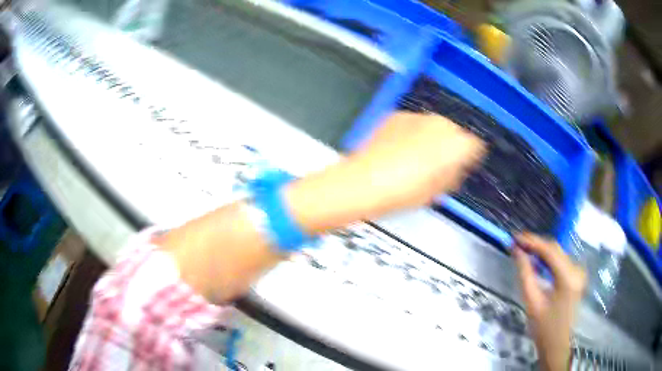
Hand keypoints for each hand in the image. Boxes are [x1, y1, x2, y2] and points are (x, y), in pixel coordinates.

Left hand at [286, 112, 485, 232]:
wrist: (364, 182)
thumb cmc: (401, 191)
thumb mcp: (437, 191)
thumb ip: (454, 174)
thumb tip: (456, 168)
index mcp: (456, 144)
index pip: (475, 145)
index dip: (469, 158)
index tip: (463, 166)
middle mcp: (439, 124)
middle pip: (454, 133)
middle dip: (450, 148)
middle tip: (438, 167)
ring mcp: (417, 117)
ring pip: (434, 127)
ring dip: (431, 140)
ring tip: (416, 161)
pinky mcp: (398, 116)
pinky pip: (414, 124)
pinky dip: (412, 134)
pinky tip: (401, 151)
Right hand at [513, 233, 586, 370]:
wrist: (557, 344)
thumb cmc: (543, 328)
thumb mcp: (532, 302)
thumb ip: (525, 273)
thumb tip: (516, 251)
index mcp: (568, 277)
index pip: (550, 250)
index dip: (532, 241)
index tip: (515, 237)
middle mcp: (576, 270)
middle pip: (555, 249)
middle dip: (536, 244)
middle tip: (517, 243)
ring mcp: (578, 272)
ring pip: (558, 253)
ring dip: (541, 250)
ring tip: (524, 249)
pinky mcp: (576, 276)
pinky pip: (561, 261)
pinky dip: (548, 258)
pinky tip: (537, 260)